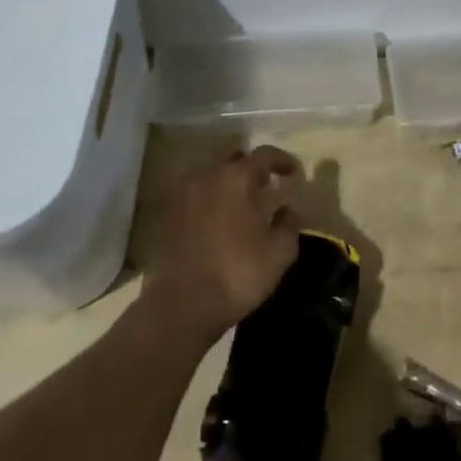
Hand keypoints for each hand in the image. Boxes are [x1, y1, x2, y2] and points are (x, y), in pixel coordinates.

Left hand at [144, 145, 302, 339]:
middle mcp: (207, 177)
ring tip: (240, 205)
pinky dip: (208, 201)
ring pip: (210, 176)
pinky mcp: (167, 217)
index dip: (282, 160)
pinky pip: (193, 197)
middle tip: (265, 185)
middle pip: (233, 159)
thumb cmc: (237, 274)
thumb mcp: (279, 253)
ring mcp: (182, 196)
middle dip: (251, 168)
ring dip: (227, 184)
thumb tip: (287, 210)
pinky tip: (217, 221)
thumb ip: (289, 224)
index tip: (293, 172)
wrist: (181, 306)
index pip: (264, 154)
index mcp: (236, 178)